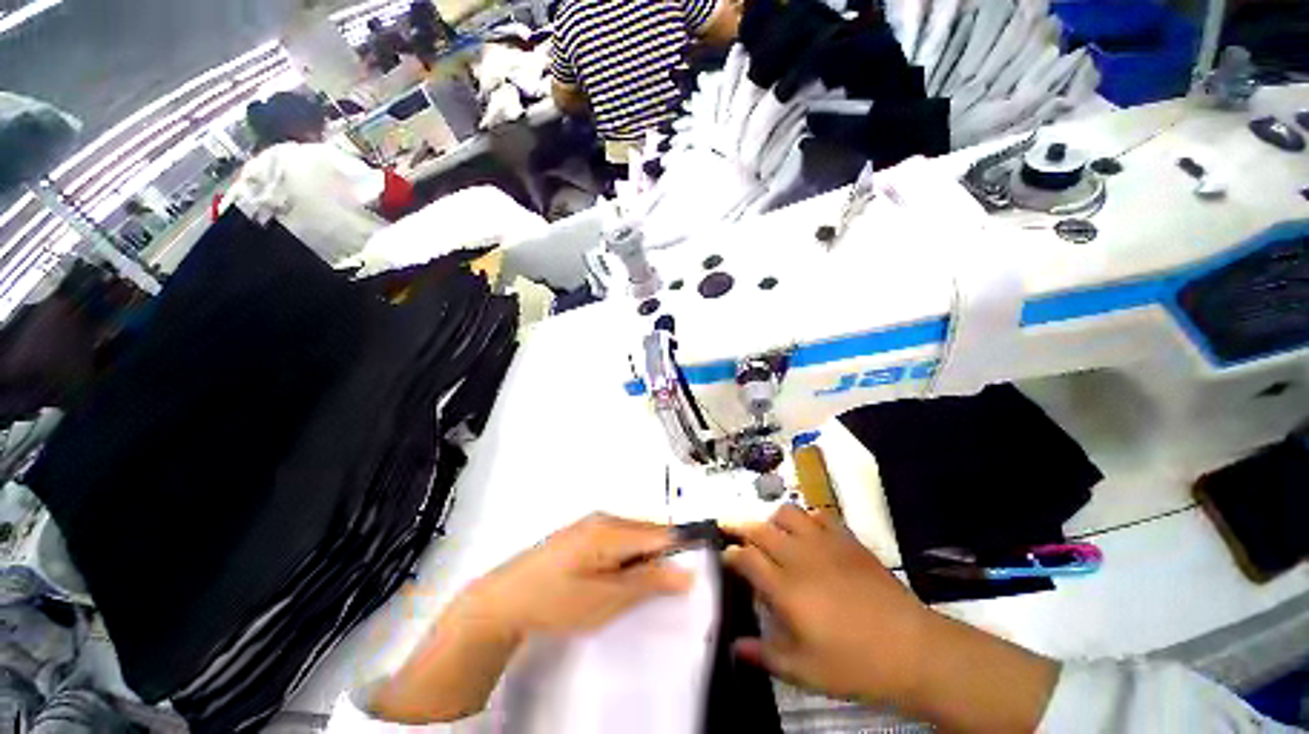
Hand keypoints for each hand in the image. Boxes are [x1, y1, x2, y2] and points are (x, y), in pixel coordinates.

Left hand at [372, 513, 691, 723]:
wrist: (503, 600)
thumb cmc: (556, 600)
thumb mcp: (607, 600)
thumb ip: (648, 582)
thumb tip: (686, 573)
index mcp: (613, 529)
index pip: (663, 533)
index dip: (684, 548)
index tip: (699, 568)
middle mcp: (606, 518)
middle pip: (650, 532)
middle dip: (662, 557)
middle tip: (664, 590)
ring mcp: (593, 523)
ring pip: (634, 536)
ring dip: (643, 559)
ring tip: (634, 588)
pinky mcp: (584, 533)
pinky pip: (619, 539)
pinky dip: (627, 557)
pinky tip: (615, 578)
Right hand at [725, 505, 930, 704]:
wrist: (912, 649)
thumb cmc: (854, 664)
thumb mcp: (805, 671)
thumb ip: (765, 655)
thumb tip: (734, 648)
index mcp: (785, 589)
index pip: (746, 557)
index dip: (731, 554)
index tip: (725, 556)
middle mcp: (799, 557)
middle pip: (759, 529)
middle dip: (738, 526)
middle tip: (729, 528)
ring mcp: (824, 544)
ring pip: (787, 513)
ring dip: (773, 520)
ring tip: (772, 533)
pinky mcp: (847, 539)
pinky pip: (819, 515)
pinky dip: (807, 519)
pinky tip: (809, 533)